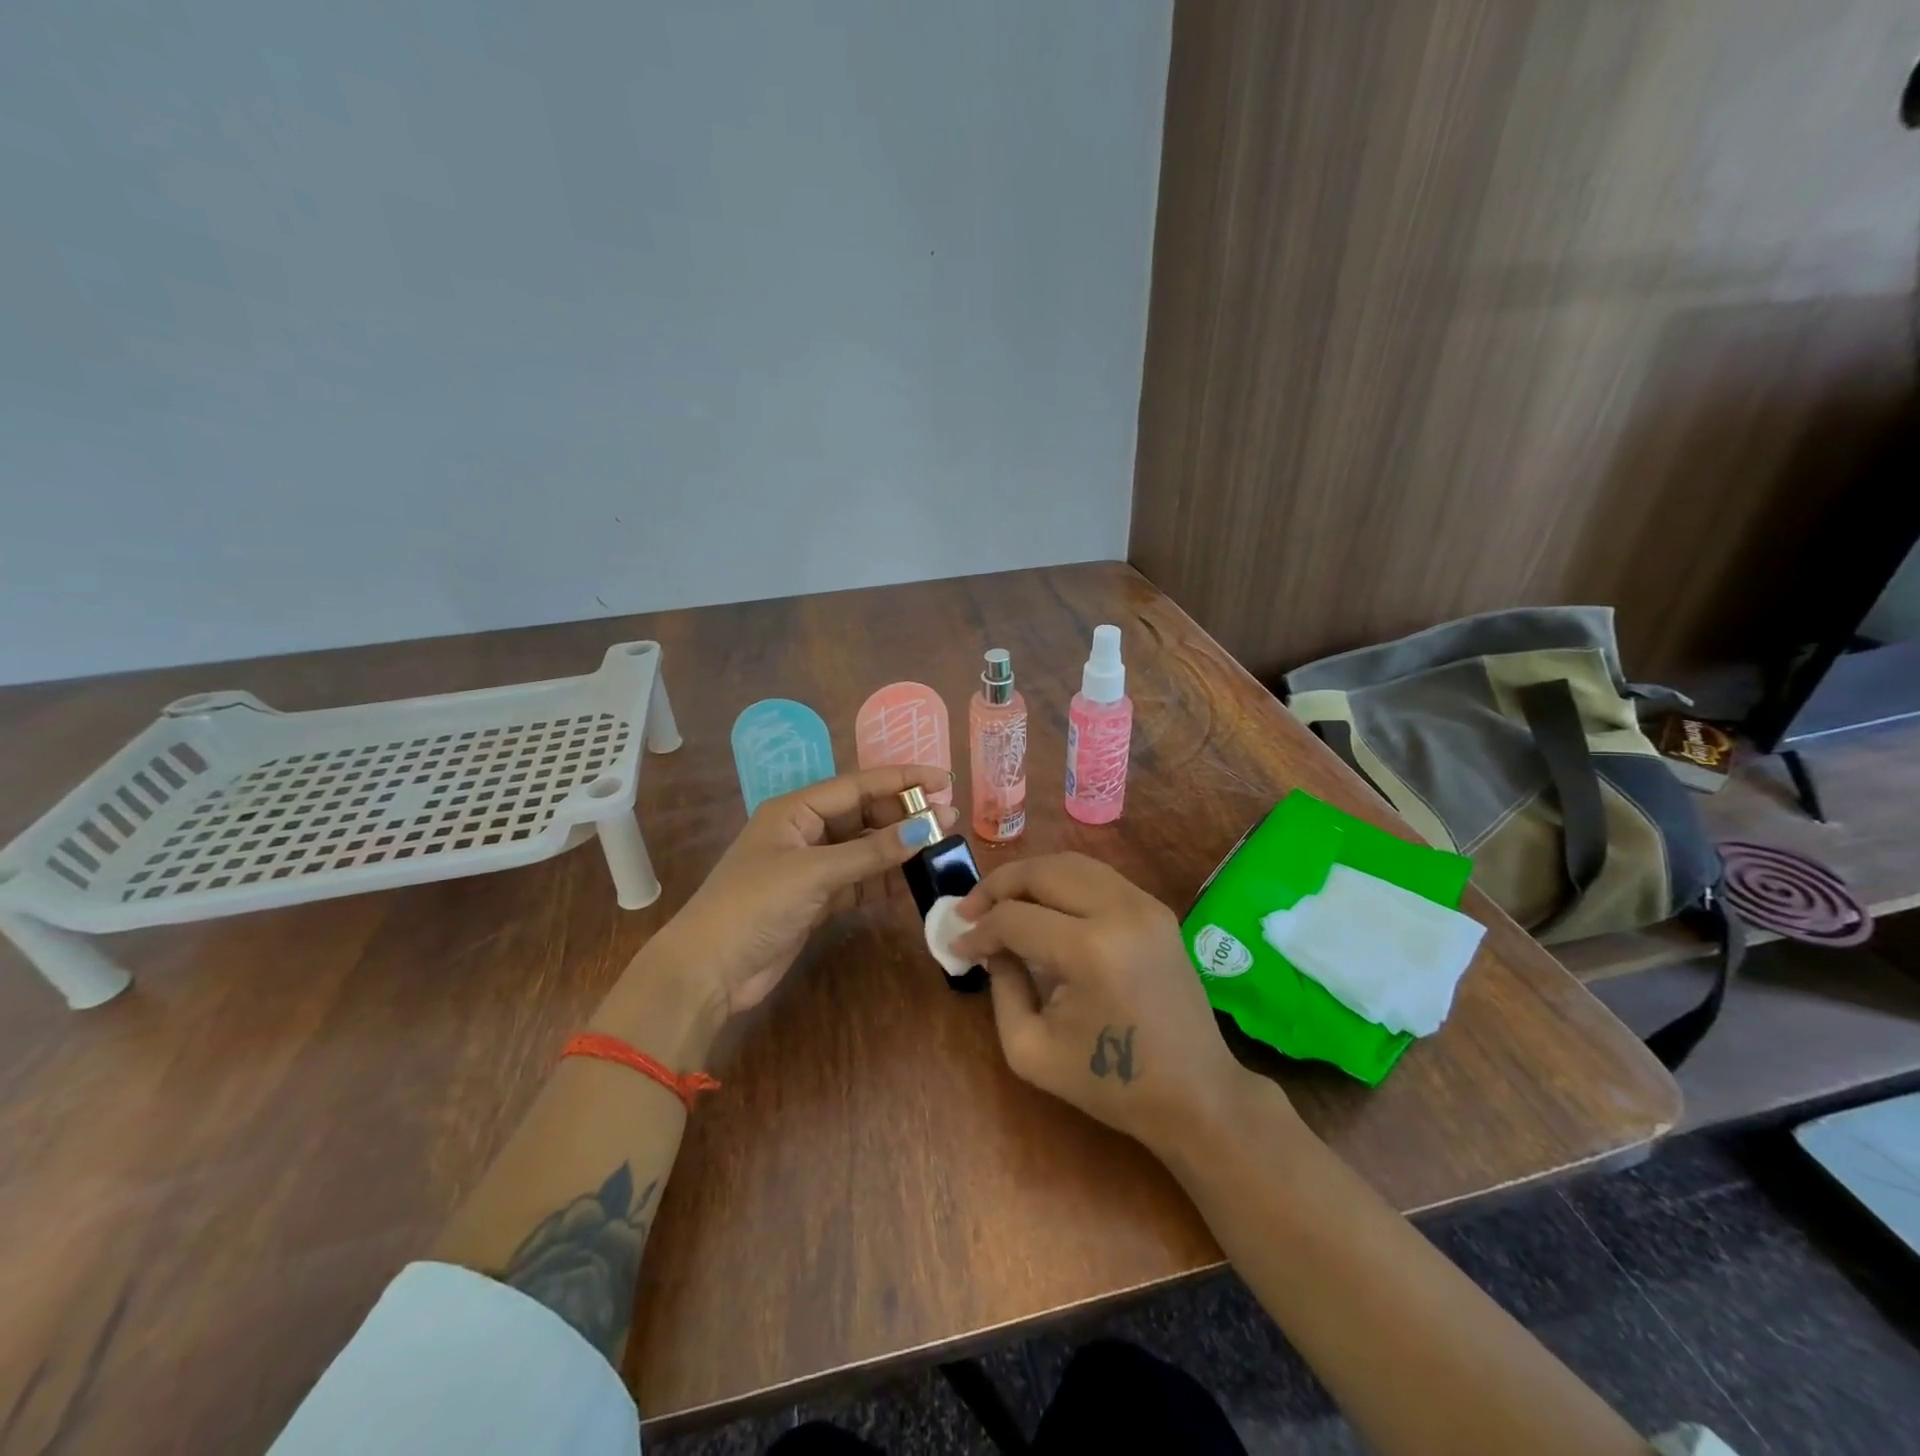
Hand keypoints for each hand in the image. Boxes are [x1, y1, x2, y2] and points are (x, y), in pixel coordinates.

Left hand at [648, 764, 956, 1018]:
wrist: (709, 971)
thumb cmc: (755, 906)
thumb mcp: (815, 873)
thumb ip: (871, 852)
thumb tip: (926, 829)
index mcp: (796, 810)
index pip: (857, 785)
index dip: (901, 780)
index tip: (942, 779)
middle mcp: (806, 831)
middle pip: (864, 814)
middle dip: (904, 816)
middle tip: (948, 820)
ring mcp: (812, 867)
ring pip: (865, 848)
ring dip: (898, 848)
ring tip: (940, 847)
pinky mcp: (817, 899)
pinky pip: (860, 880)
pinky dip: (885, 880)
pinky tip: (914, 881)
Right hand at [952, 853, 1255, 1154]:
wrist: (1197, 1094)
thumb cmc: (1111, 1084)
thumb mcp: (1031, 1050)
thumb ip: (1000, 988)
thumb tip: (990, 946)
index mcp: (1090, 951)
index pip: (1015, 918)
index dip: (978, 930)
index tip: (957, 947)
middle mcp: (1119, 912)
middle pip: (1042, 871)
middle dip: (997, 885)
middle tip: (970, 910)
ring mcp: (1144, 905)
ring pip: (1071, 863)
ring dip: (1029, 877)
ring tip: (1001, 902)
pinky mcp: (1157, 908)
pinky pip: (1097, 876)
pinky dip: (1061, 882)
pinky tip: (1043, 906)